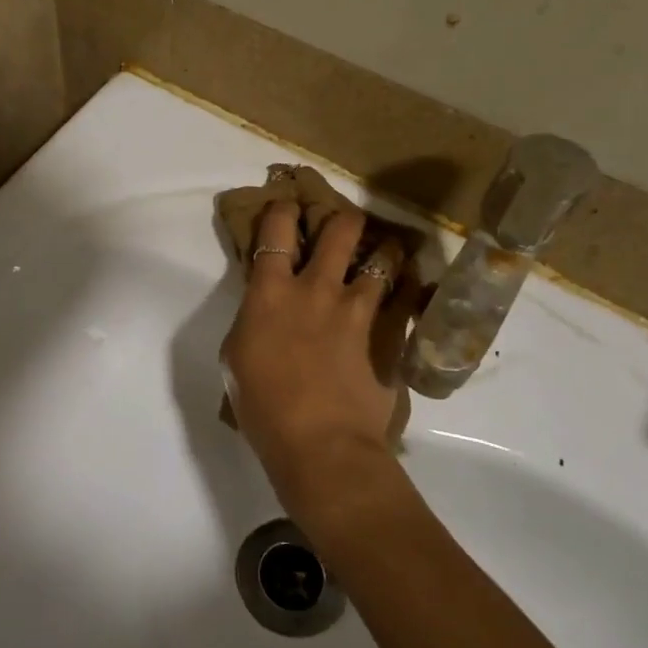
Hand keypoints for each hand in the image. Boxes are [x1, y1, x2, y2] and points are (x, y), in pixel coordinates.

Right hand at [220, 203, 420, 521]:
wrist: (319, 442)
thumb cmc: (262, 405)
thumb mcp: (235, 359)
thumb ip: (251, 324)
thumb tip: (264, 315)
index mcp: (270, 293)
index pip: (275, 231)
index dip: (282, 210)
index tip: (286, 205)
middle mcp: (316, 289)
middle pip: (339, 230)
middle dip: (342, 218)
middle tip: (343, 224)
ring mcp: (356, 310)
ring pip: (382, 258)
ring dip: (384, 250)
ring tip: (387, 251)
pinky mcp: (387, 335)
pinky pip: (406, 299)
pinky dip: (409, 288)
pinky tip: (412, 286)